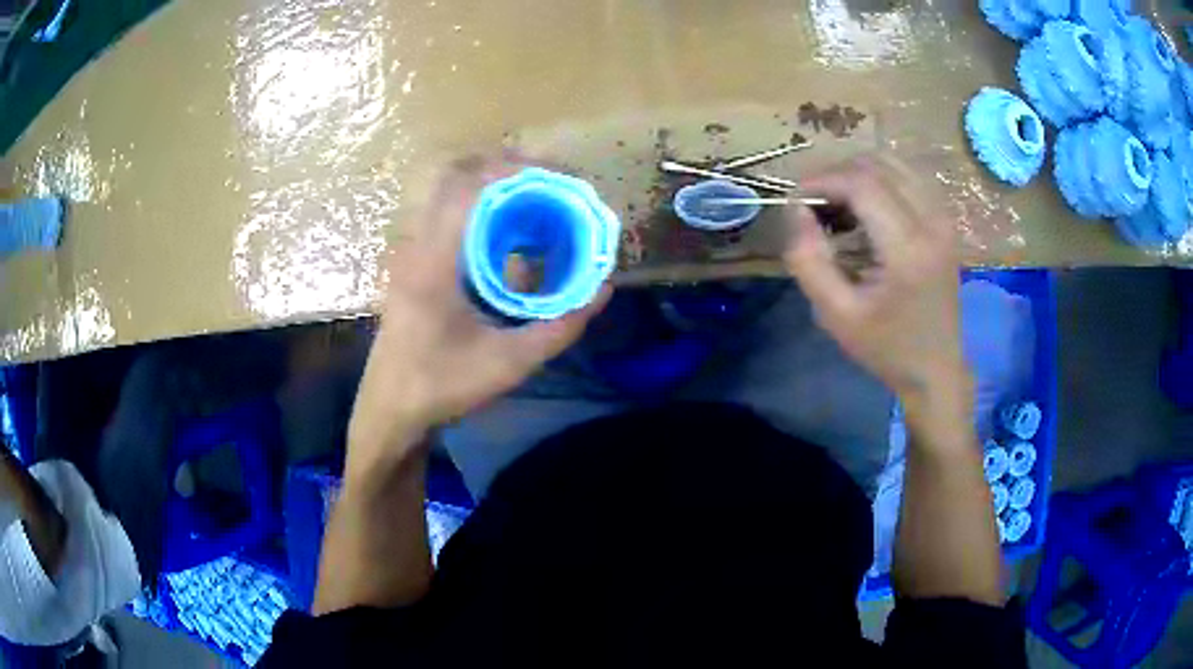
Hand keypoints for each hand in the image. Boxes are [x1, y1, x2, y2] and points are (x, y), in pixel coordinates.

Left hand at [347, 155, 609, 475]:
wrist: (390, 411)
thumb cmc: (442, 387)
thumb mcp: (509, 363)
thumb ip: (560, 326)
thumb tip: (602, 290)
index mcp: (435, 261)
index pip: (470, 186)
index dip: (515, 169)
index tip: (557, 176)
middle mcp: (417, 245)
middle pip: (457, 177)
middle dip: (507, 169)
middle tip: (551, 183)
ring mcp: (410, 252)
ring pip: (449, 194)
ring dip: (492, 188)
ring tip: (535, 200)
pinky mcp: (411, 264)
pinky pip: (445, 216)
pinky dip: (480, 210)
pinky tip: (507, 233)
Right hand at [783, 157, 968, 405]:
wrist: (936, 369)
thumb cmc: (886, 347)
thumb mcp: (835, 315)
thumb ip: (808, 260)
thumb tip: (796, 210)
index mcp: (908, 248)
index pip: (861, 182)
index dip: (822, 180)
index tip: (796, 201)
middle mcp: (932, 221)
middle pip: (877, 163)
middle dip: (836, 174)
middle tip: (814, 205)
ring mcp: (944, 218)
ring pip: (893, 163)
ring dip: (857, 175)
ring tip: (837, 207)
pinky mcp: (945, 220)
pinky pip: (907, 177)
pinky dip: (878, 181)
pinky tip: (864, 211)